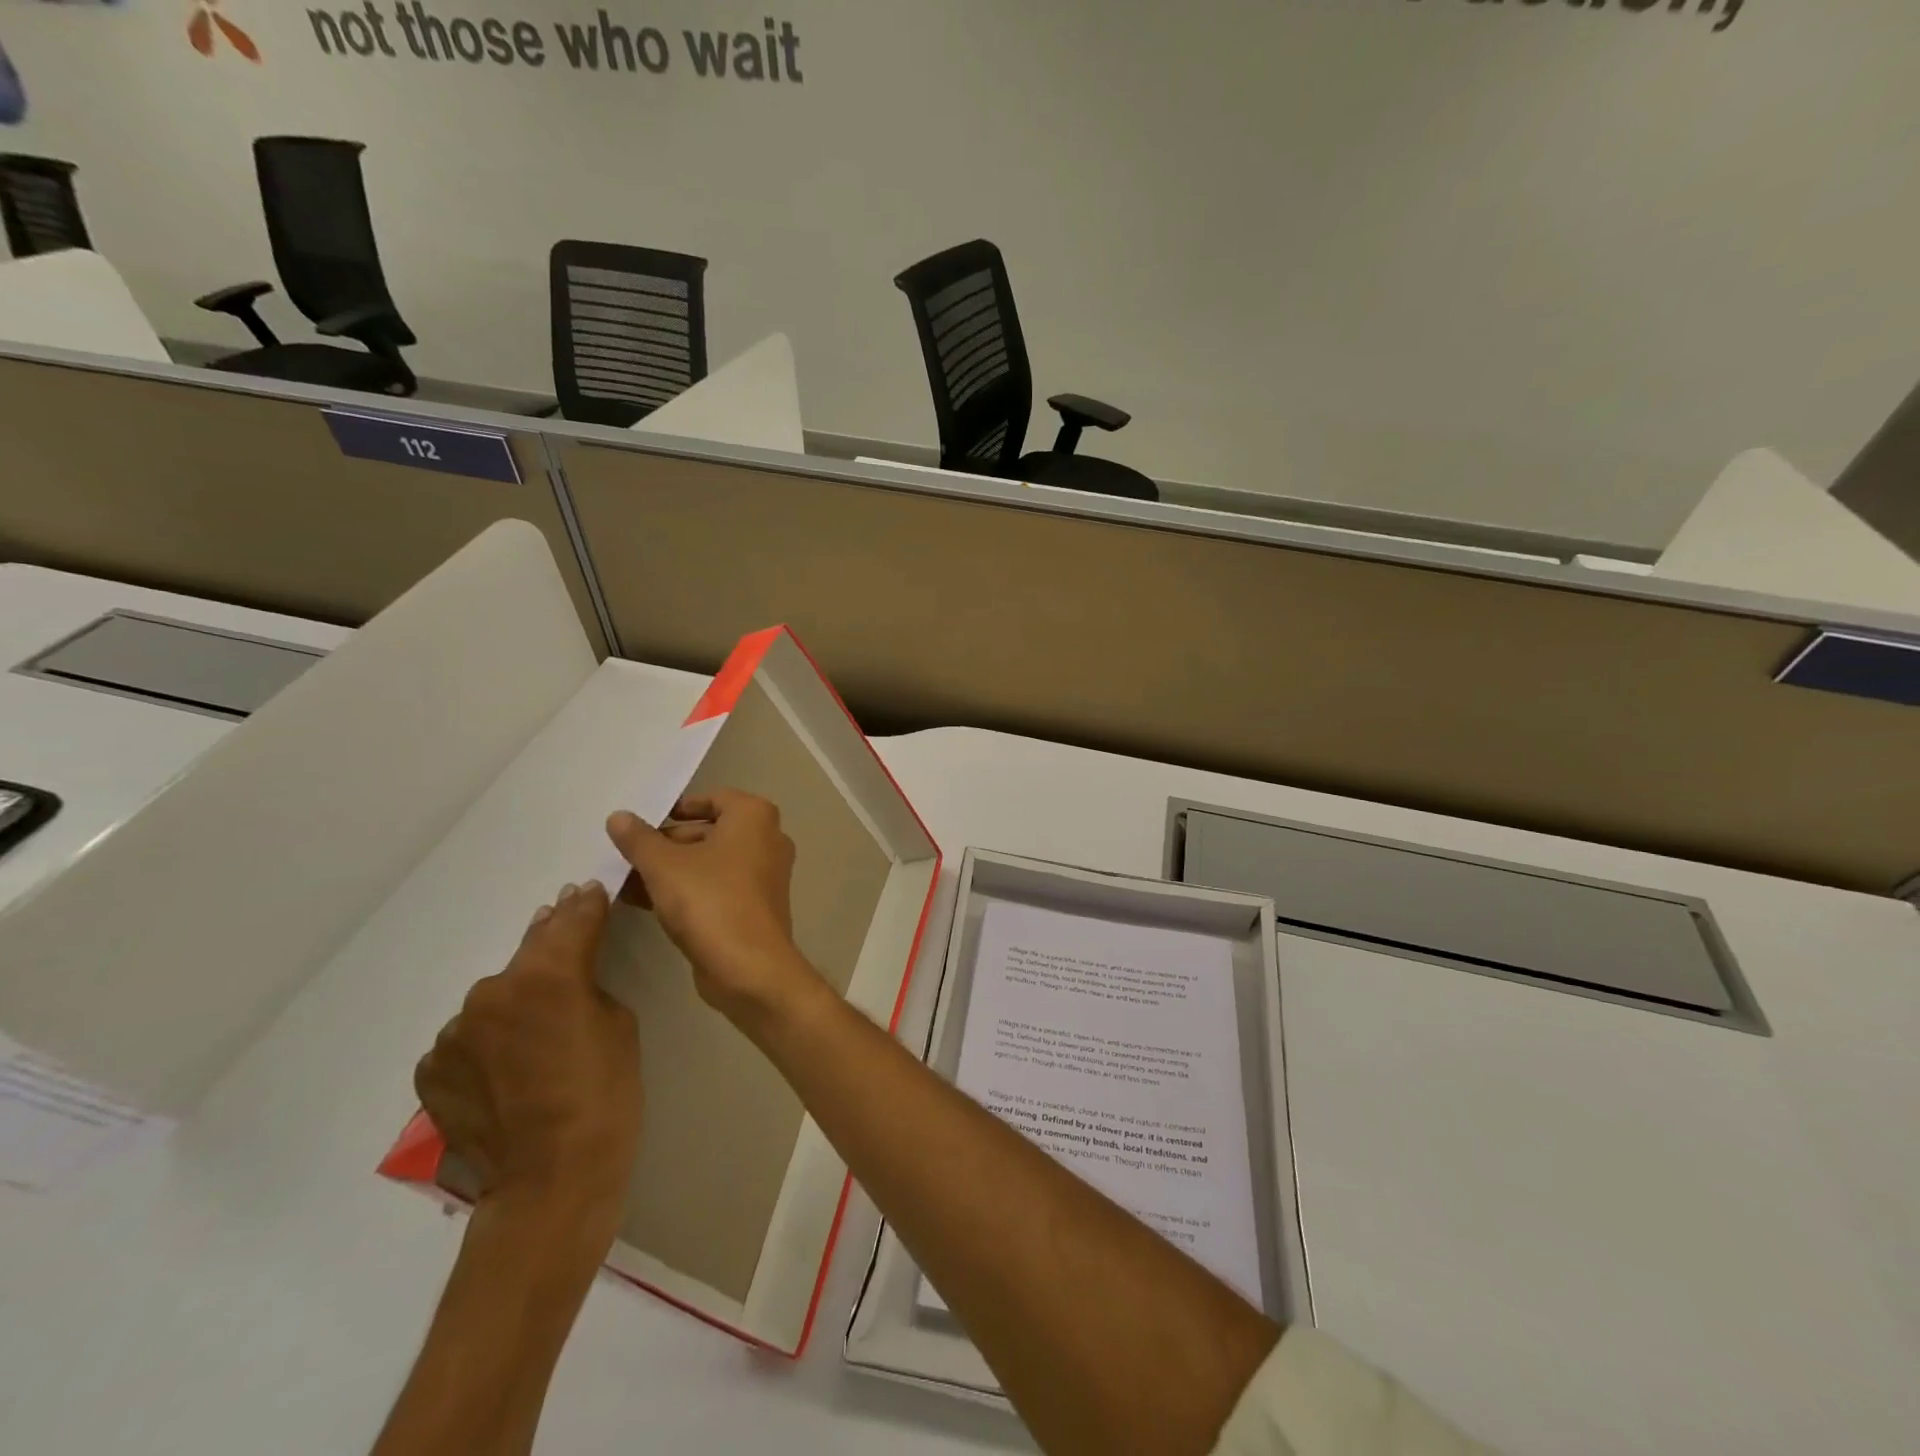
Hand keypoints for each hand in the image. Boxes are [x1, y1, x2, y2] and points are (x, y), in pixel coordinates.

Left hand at [414, 882, 640, 1235]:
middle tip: (564, 938)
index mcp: (546, 975)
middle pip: (527, 955)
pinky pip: (468, 1039)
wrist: (550, 1180)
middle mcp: (491, 992)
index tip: (588, 890)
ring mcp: (454, 1032)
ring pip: (494, 1000)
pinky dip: (487, 1042)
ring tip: (535, 1033)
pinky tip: (506, 1069)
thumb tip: (567, 966)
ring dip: (515, 1002)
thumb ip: (586, 983)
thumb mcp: (618, 1023)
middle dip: (549, 945)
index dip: (584, 904)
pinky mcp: (431, 1068)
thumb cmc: (606, 1094)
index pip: (571, 920)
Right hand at [606, 790, 824, 1034]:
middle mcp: (767, 839)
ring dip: (671, 869)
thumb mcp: (663, 865)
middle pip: (710, 831)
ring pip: (710, 862)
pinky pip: (716, 886)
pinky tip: (642, 902)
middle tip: (627, 854)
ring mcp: (764, 874)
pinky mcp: (755, 906)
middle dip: (667, 843)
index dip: (677, 807)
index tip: (645, 821)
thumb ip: (639, 839)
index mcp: (754, 816)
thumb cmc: (709, 900)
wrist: (749, 967)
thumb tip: (619, 816)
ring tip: (624, 879)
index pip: (713, 798)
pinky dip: (686, 889)